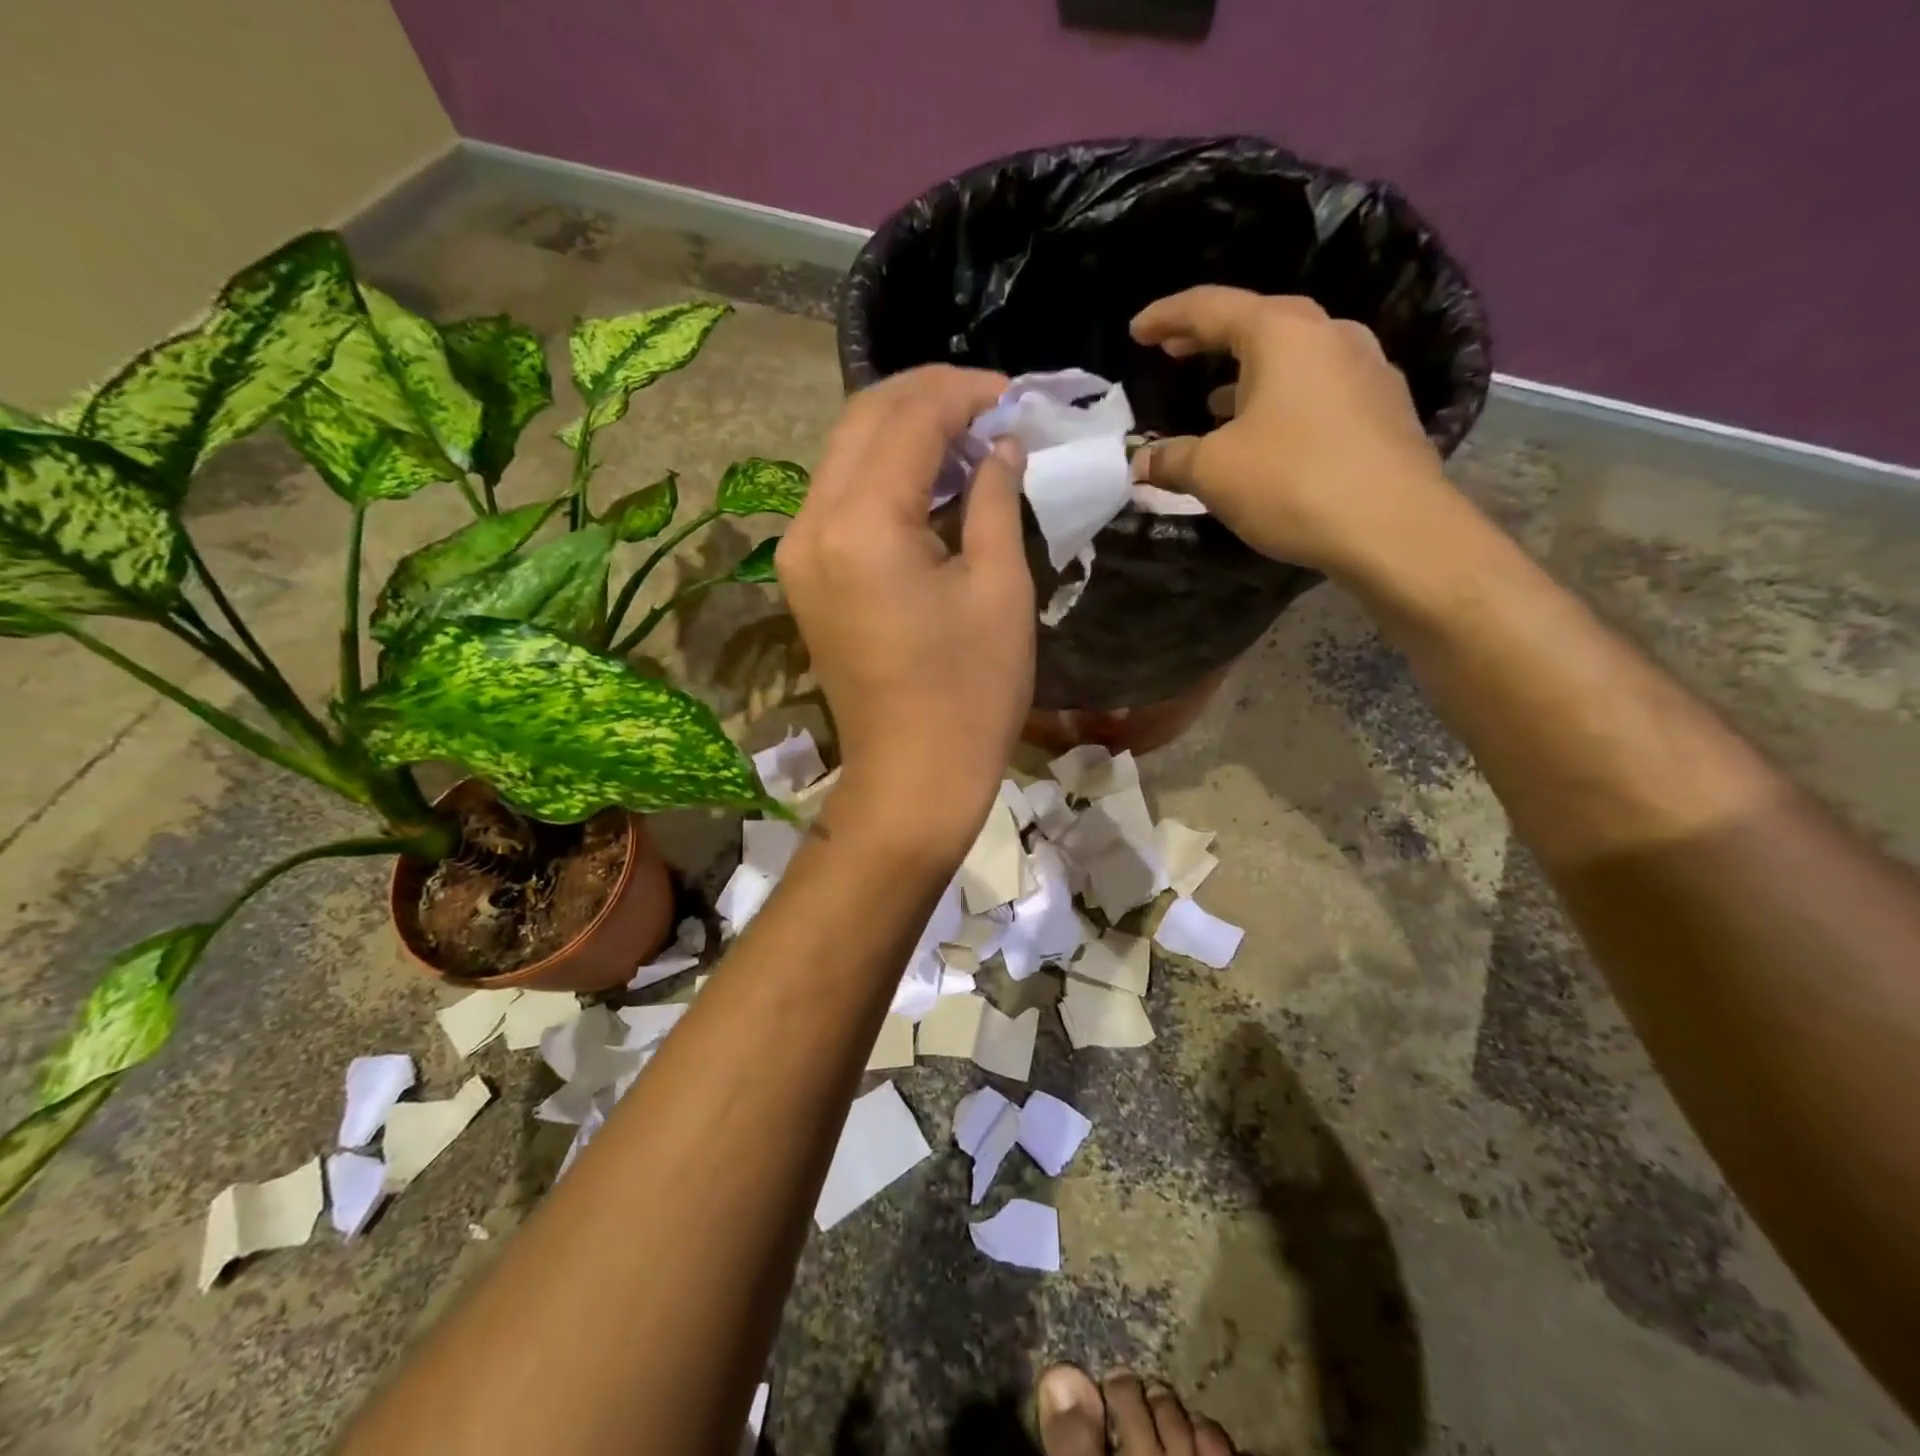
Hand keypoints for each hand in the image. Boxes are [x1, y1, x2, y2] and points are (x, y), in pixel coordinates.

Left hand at [778, 366, 1033, 858]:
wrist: (914, 777)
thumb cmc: (970, 691)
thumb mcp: (998, 587)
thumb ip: (994, 498)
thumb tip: (1002, 446)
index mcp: (861, 524)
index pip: (908, 418)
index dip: (965, 394)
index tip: (1015, 395)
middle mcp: (812, 524)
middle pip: (863, 421)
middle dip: (928, 398)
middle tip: (991, 406)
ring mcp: (799, 553)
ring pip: (845, 454)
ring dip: (904, 433)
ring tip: (969, 438)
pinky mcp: (805, 577)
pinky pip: (840, 498)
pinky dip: (883, 474)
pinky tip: (930, 482)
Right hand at [1130, 288, 1457, 575]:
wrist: (1393, 526)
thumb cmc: (1291, 482)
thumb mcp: (1213, 472)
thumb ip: (1172, 459)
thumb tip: (1141, 462)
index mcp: (1282, 332)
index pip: (1210, 307)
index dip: (1166, 317)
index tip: (1136, 330)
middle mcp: (1329, 334)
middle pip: (1257, 324)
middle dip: (1208, 339)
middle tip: (1173, 352)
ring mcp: (1366, 368)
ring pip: (1292, 358)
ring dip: (1248, 374)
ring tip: (1215, 401)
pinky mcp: (1384, 407)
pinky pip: (1318, 389)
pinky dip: (1282, 400)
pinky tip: (1268, 433)